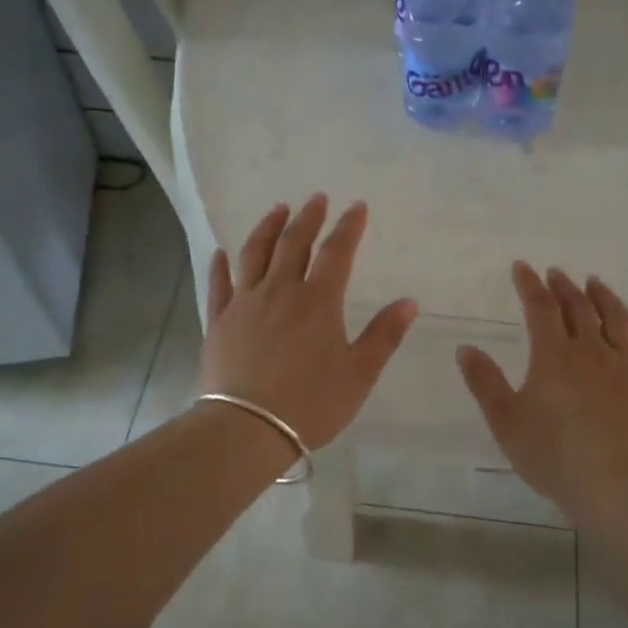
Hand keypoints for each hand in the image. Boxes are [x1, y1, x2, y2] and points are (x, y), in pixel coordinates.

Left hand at [201, 195, 417, 450]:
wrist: (248, 428)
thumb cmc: (311, 403)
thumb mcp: (359, 374)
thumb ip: (384, 336)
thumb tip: (409, 302)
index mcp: (318, 302)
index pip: (336, 253)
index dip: (348, 227)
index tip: (357, 207)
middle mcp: (279, 291)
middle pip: (293, 244)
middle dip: (308, 218)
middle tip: (316, 199)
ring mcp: (244, 304)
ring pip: (254, 254)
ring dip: (267, 228)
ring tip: (277, 210)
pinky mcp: (218, 322)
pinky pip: (218, 285)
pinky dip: (220, 265)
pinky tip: (220, 252)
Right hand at [456, 263, 627, 522]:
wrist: (611, 484)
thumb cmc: (551, 453)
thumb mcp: (505, 420)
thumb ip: (484, 382)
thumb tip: (466, 348)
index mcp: (553, 355)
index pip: (540, 307)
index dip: (529, 284)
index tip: (521, 267)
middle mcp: (589, 350)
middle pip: (577, 306)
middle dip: (563, 286)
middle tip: (554, 273)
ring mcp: (620, 365)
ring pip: (613, 317)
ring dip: (600, 295)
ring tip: (593, 282)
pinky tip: (626, 318)